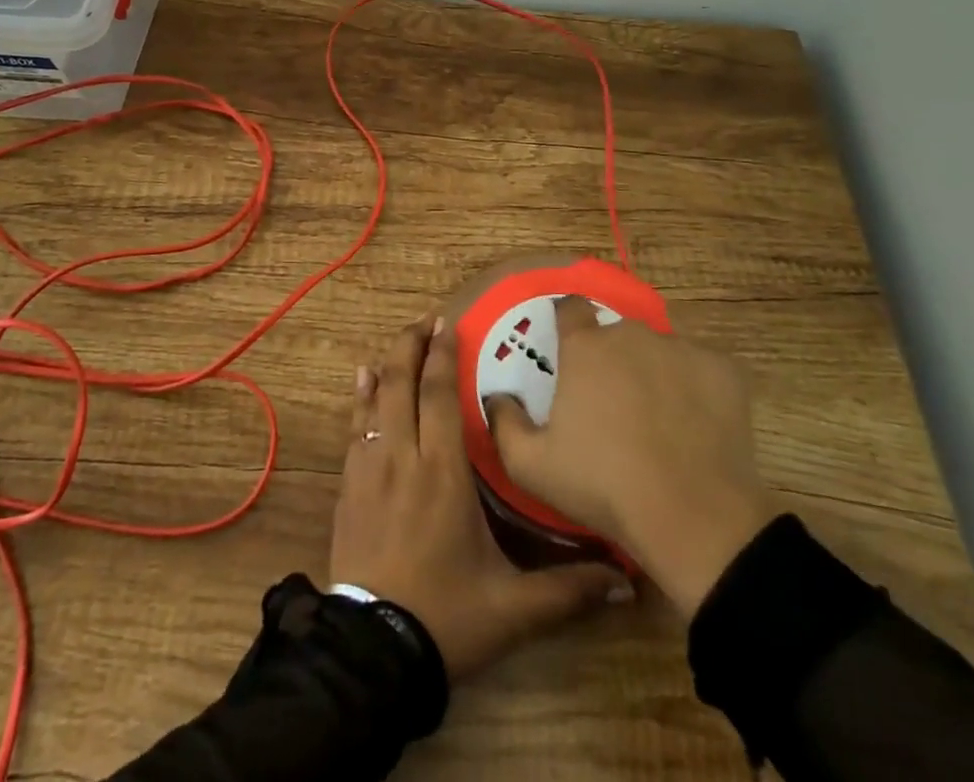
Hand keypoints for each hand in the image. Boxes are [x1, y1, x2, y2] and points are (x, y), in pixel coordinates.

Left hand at [330, 314, 628, 678]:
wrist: (373, 651)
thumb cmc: (446, 617)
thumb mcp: (513, 608)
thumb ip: (568, 590)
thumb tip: (626, 584)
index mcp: (443, 472)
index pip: (438, 397)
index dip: (441, 356)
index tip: (447, 325)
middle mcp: (402, 457)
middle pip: (401, 384)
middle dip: (410, 346)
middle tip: (424, 320)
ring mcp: (368, 469)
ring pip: (374, 401)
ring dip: (386, 366)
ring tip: (398, 344)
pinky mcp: (347, 487)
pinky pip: (353, 428)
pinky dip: (359, 399)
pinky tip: (361, 384)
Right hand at [487, 299, 772, 617]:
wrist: (693, 518)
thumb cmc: (603, 486)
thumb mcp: (530, 465)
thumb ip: (503, 422)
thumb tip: (497, 397)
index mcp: (585, 347)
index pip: (570, 308)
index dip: (567, 324)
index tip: (567, 350)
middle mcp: (631, 334)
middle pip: (616, 332)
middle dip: (611, 357)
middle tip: (612, 401)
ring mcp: (681, 348)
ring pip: (659, 349)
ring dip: (653, 370)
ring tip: (657, 418)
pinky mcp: (723, 370)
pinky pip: (700, 367)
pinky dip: (694, 386)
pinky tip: (694, 423)